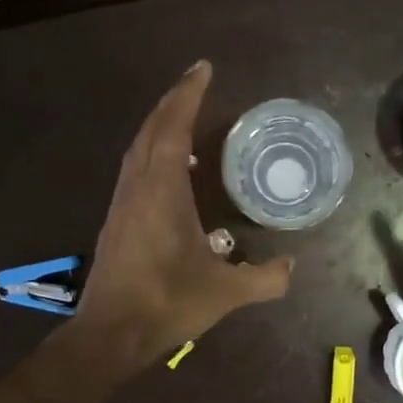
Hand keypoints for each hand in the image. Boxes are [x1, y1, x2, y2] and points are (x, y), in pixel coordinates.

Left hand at [73, 60, 291, 364]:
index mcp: (163, 190)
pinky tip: (167, 167)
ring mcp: (122, 204)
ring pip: (137, 149)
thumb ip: (265, 278)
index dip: (188, 95)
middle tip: (196, 83)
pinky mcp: (116, 221)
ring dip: (158, 125)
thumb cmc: (168, 303)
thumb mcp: (226, 292)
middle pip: (151, 129)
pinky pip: (134, 170)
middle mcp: (137, 187)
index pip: (174, 128)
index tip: (203, 68)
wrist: (111, 334)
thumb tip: (292, 266)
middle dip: (173, 102)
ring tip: (183, 117)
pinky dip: (151, 152)